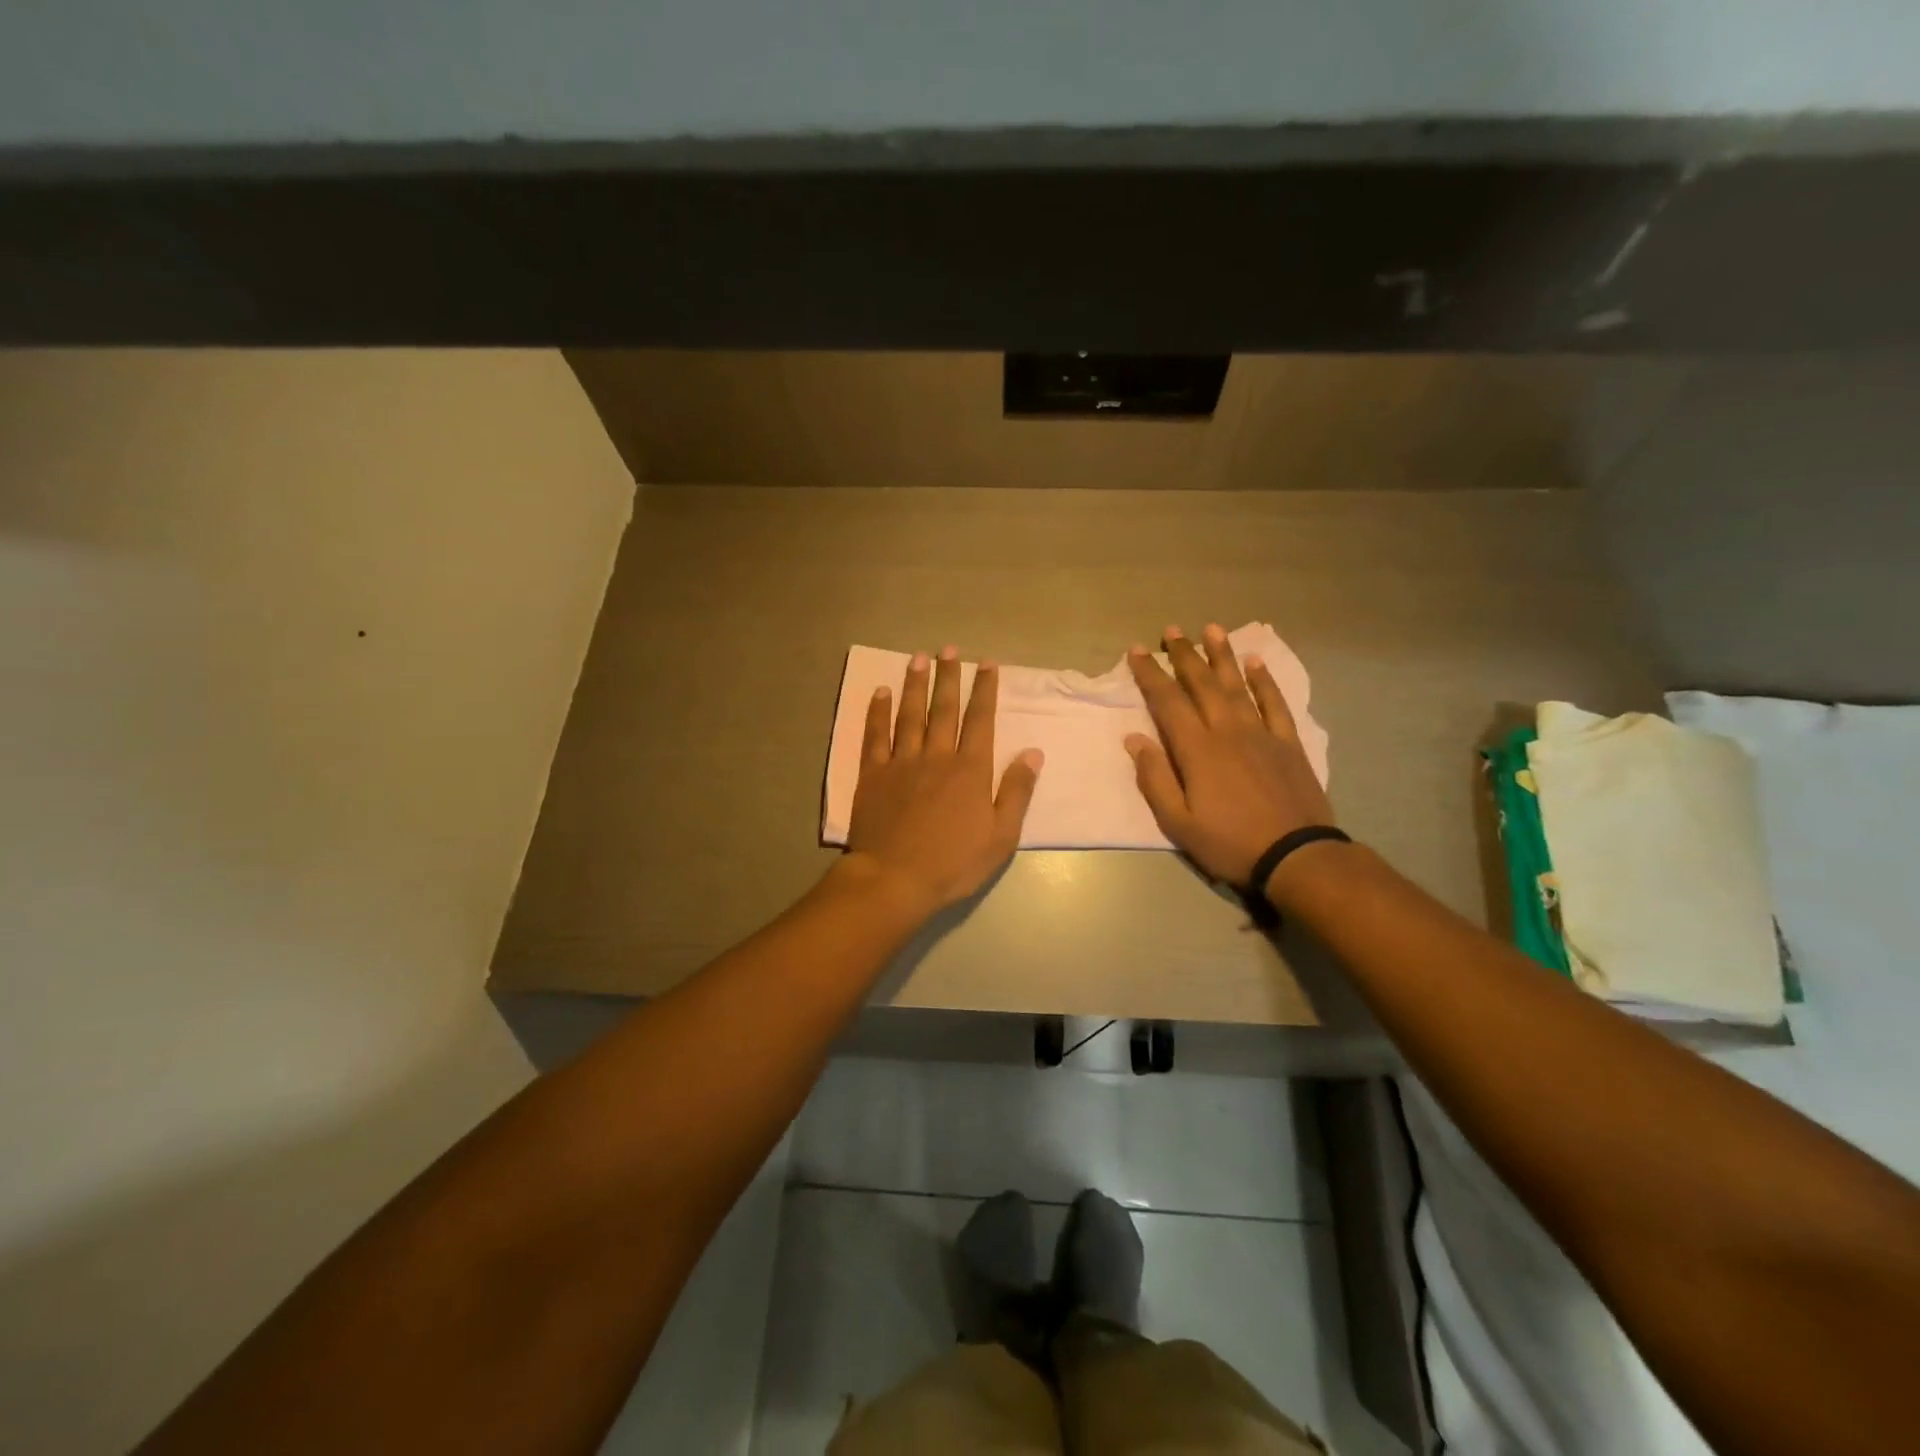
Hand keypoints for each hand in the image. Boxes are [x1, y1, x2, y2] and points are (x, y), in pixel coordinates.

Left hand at [843, 646, 1043, 913]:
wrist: (895, 879)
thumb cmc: (953, 863)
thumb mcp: (1001, 836)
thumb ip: (1017, 791)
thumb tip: (1033, 752)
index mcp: (970, 770)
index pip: (980, 720)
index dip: (985, 689)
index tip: (987, 663)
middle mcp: (937, 756)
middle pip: (944, 709)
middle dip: (949, 676)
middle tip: (950, 649)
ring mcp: (901, 762)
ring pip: (910, 714)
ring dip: (915, 684)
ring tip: (918, 658)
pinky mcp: (873, 774)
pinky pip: (875, 735)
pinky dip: (878, 712)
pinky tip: (880, 692)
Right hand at [1124, 624, 1336, 888]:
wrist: (1296, 855)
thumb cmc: (1229, 843)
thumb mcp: (1178, 822)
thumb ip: (1155, 778)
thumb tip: (1134, 740)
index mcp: (1197, 749)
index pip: (1167, 702)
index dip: (1150, 674)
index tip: (1137, 651)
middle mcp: (1227, 731)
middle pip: (1202, 684)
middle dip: (1184, 655)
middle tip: (1171, 630)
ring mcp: (1261, 734)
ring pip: (1237, 685)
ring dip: (1222, 656)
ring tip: (1211, 629)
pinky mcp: (1288, 743)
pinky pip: (1275, 703)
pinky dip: (1264, 681)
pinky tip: (1256, 662)